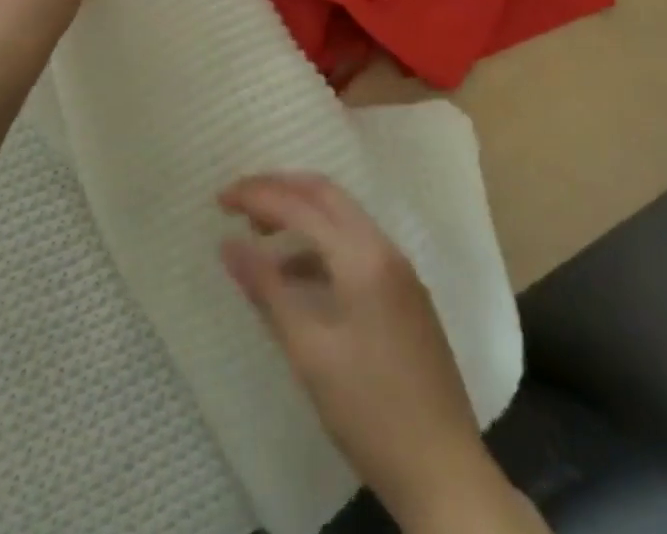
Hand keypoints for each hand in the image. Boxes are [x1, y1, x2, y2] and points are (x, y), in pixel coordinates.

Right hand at [219, 173, 495, 527]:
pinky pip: (355, 247)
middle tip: (239, 203)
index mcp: (363, 256)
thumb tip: (227, 245)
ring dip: (300, 215)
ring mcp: (399, 272)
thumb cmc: (370, 411)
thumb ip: (267, 289)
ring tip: (260, 237)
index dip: (256, 196)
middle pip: (325, 195)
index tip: (219, 200)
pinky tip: (296, 278)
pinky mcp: (405, 296)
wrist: (446, 476)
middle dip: (279, 190)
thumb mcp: (309, 351)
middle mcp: (384, 249)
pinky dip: (320, 246)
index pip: (300, 205)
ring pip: (342, 219)